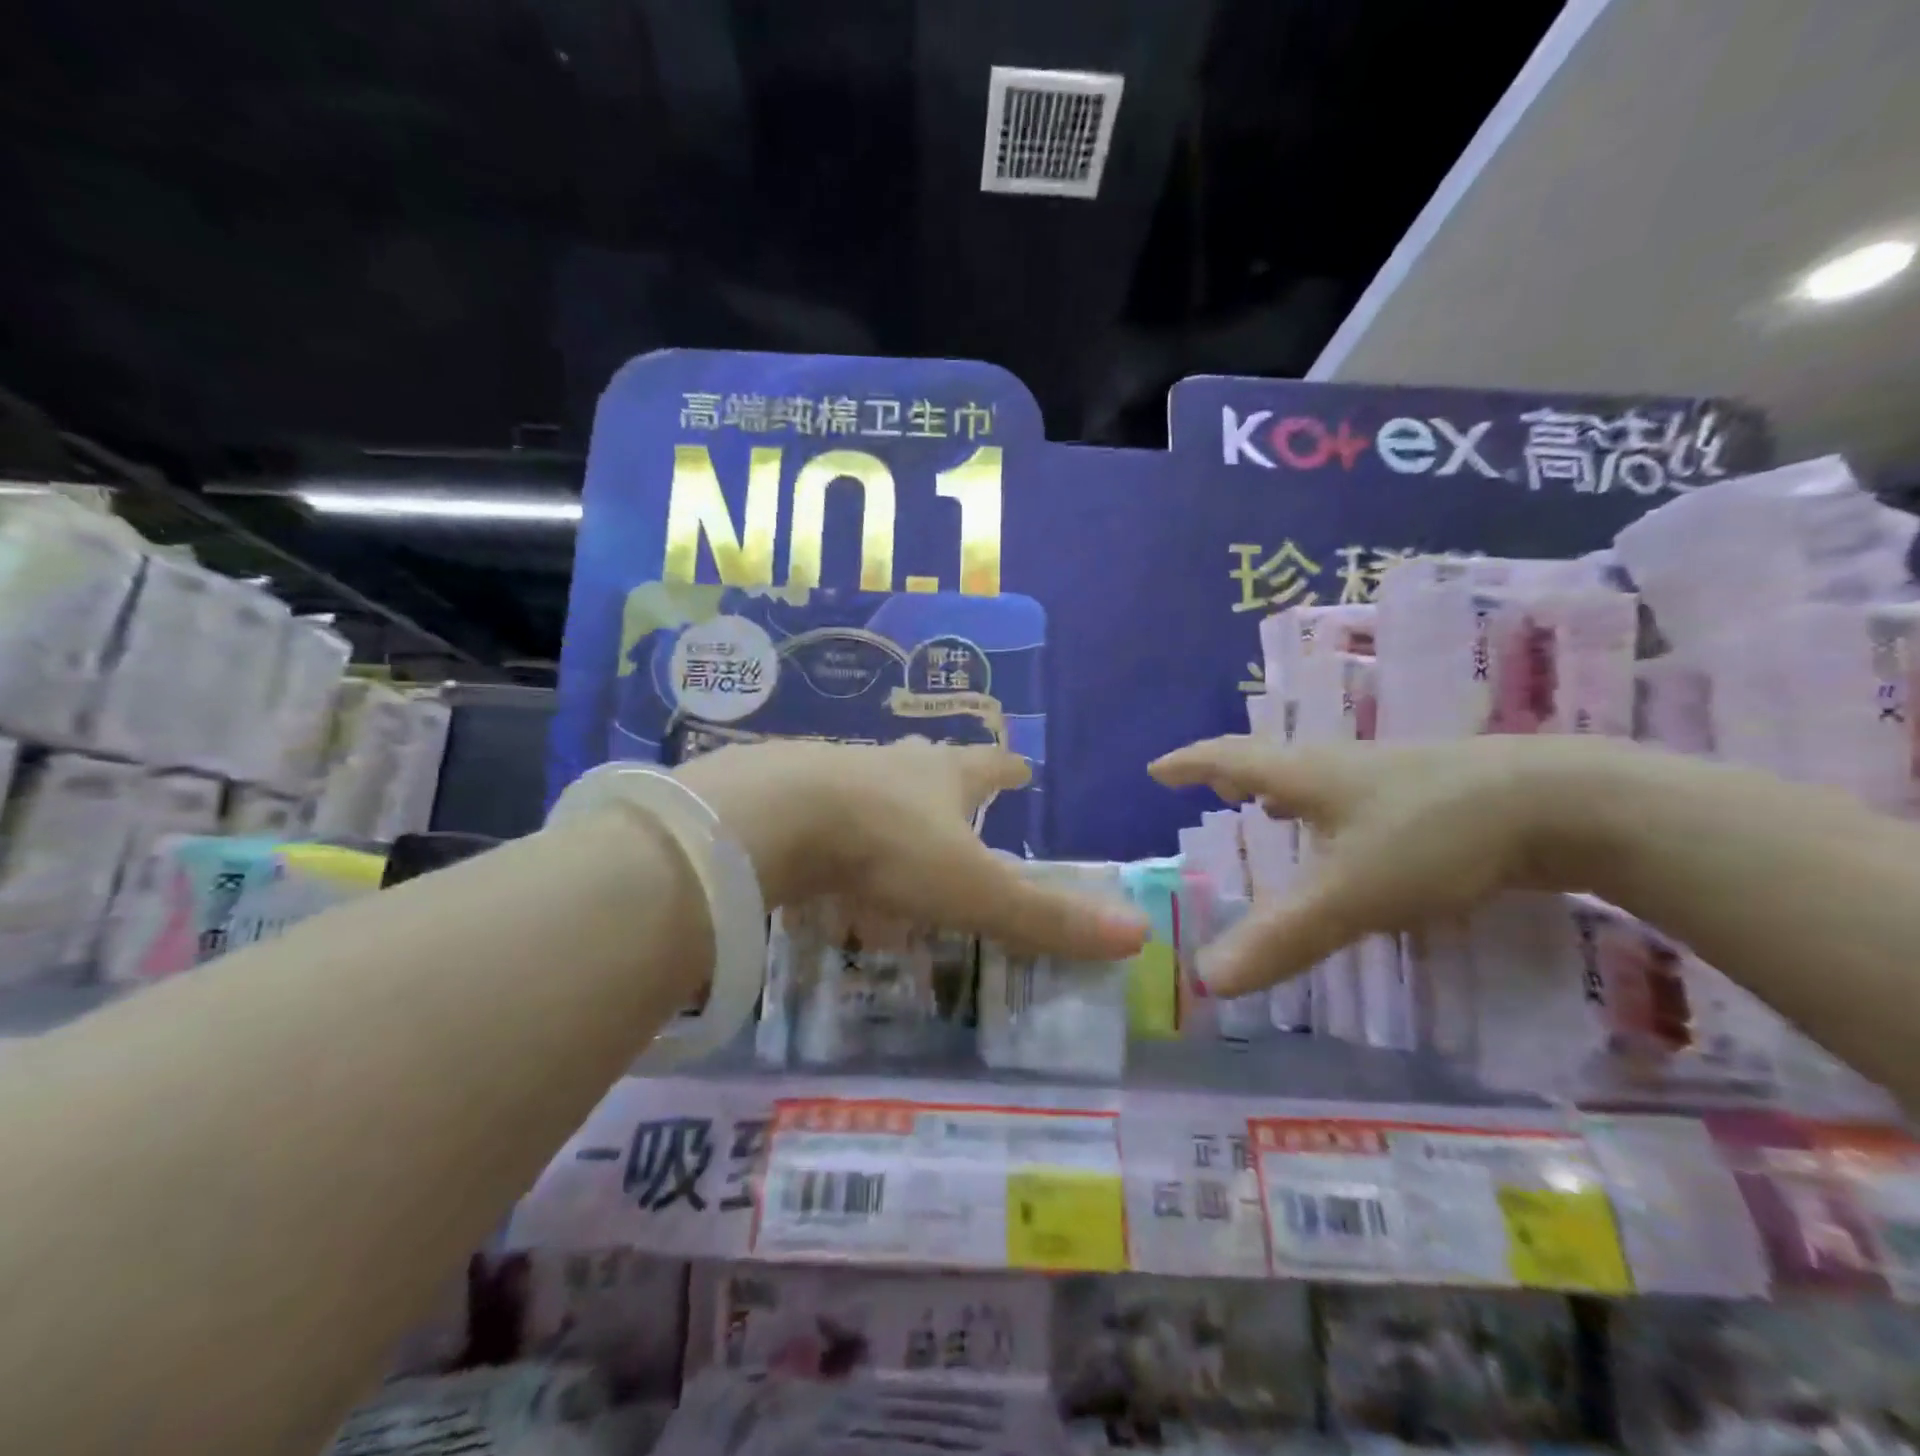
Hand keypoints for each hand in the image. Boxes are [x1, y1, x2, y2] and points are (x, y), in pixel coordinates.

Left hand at [674, 739, 1148, 960]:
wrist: (772, 816)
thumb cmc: (887, 847)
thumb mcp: (972, 890)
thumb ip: (1045, 916)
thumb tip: (1136, 933)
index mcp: (943, 776)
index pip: (989, 765)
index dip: (1008, 769)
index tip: (1021, 769)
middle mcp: (893, 763)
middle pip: (929, 762)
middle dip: (946, 776)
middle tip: (955, 799)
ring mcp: (834, 771)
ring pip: (872, 782)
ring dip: (887, 801)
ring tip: (889, 832)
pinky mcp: (785, 792)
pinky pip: (819, 809)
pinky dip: (830, 829)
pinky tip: (819, 857)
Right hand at [1149, 734, 1627, 994]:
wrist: (1565, 804)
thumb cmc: (1434, 834)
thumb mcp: (1350, 893)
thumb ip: (1279, 936)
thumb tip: (1206, 979)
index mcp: (1307, 776)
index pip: (1229, 758)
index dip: (1189, 764)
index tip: (1156, 769)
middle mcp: (1342, 767)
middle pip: (1273, 764)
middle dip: (1235, 776)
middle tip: (1212, 791)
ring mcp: (1393, 777)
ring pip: (1320, 781)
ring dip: (1284, 793)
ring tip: (1268, 813)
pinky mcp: (1437, 795)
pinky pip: (1360, 799)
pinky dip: (1332, 812)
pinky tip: (1352, 838)